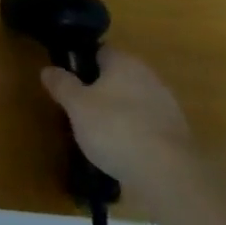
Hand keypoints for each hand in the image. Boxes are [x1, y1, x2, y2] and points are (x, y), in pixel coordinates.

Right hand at [40, 48, 193, 184]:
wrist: (169, 173)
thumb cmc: (115, 129)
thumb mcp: (76, 106)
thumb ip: (62, 85)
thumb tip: (48, 69)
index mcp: (124, 62)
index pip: (99, 51)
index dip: (81, 62)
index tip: (67, 79)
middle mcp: (148, 76)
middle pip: (117, 76)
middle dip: (99, 89)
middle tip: (79, 108)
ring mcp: (167, 105)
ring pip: (133, 100)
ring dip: (118, 111)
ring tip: (98, 133)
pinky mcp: (177, 133)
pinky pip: (147, 124)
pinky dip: (134, 132)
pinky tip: (123, 151)